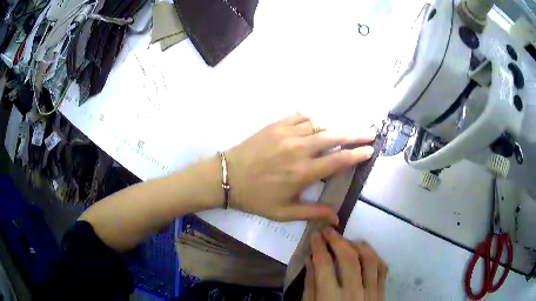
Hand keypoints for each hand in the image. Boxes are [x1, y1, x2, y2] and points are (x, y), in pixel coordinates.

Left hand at [225, 113, 375, 223]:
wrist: (227, 177)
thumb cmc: (255, 198)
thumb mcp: (284, 212)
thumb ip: (313, 213)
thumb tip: (337, 218)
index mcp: (304, 172)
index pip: (339, 160)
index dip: (357, 154)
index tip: (370, 150)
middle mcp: (300, 149)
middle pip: (334, 136)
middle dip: (355, 134)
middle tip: (370, 133)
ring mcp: (287, 133)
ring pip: (319, 124)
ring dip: (334, 127)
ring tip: (344, 131)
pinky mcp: (276, 125)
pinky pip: (300, 116)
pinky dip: (312, 118)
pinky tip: (317, 123)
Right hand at [304, 228, 387, 300]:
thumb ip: (310, 285)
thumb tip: (311, 259)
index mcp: (331, 299)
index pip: (324, 266)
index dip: (319, 247)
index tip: (314, 236)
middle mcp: (354, 293)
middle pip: (349, 259)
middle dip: (337, 241)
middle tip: (328, 231)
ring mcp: (371, 293)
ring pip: (370, 260)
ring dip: (358, 245)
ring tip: (348, 240)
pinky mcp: (382, 294)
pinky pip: (382, 269)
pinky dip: (375, 256)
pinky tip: (366, 251)